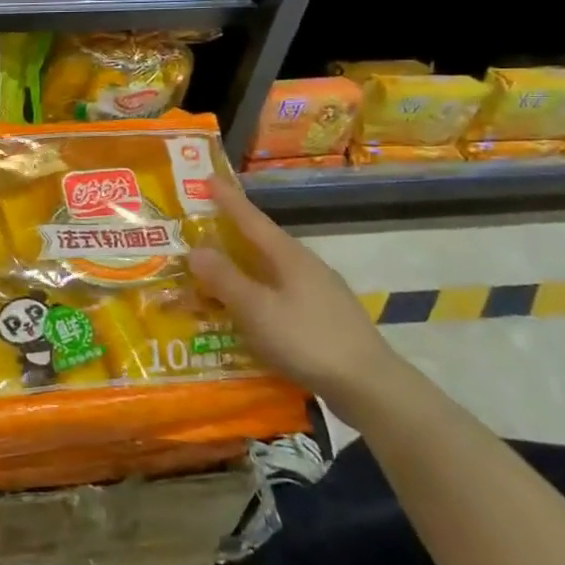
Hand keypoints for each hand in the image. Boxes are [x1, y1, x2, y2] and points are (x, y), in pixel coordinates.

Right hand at [187, 176, 401, 412]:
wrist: (369, 385)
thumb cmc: (308, 340)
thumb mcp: (257, 310)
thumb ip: (225, 279)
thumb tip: (194, 249)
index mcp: (289, 257)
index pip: (251, 219)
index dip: (228, 200)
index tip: (207, 178)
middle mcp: (305, 267)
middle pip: (262, 242)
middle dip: (231, 233)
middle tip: (201, 227)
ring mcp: (318, 292)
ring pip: (270, 269)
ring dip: (242, 266)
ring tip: (216, 270)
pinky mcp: (322, 317)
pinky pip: (278, 292)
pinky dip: (256, 291)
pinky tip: (247, 309)